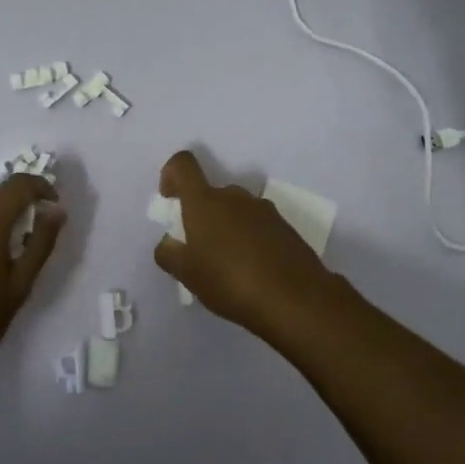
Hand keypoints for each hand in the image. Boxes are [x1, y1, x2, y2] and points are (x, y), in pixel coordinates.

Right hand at [152, 150, 344, 341]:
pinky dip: (249, 240)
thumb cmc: (230, 281)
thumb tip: (168, 242)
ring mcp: (263, 209)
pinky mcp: (285, 227)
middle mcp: (234, 196)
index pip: (183, 165)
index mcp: (205, 202)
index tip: (170, 200)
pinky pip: (257, 225)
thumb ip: (169, 253)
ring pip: (235, 210)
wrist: (295, 298)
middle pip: (210, 194)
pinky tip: (253, 271)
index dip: (171, 175)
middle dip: (201, 216)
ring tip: (228, 266)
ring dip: (227, 229)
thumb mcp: (187, 274)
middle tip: (200, 251)